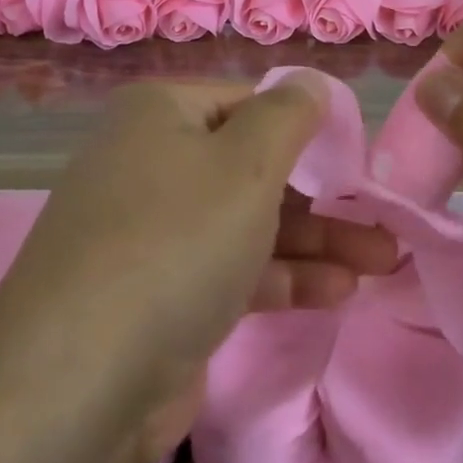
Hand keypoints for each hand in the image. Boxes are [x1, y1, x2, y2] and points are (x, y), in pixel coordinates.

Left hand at [0, 78, 397, 458]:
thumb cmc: (176, 241)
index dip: (308, 130)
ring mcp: (151, 233)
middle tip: (381, 220)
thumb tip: (312, 83)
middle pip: (252, 167)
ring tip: (382, 261)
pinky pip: (230, 271)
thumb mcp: (248, 162)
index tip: (358, 162)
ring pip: (248, 223)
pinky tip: (338, 292)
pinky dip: (282, 277)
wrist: (80, 379)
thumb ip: (291, 115)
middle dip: (322, 197)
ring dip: (315, 242)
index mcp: (160, 115)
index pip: (249, 104)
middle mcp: (150, 163)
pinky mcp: (159, 294)